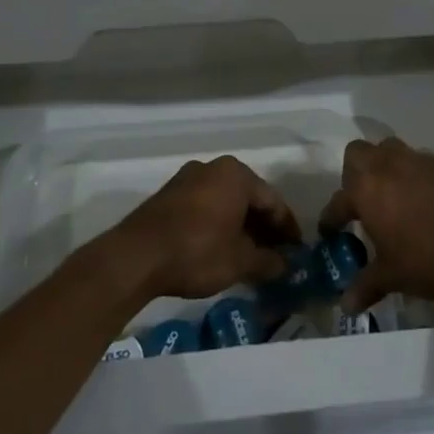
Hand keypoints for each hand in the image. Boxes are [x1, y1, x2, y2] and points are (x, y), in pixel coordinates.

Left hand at [113, 156, 301, 300]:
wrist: (135, 257)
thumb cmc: (196, 251)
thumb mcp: (239, 261)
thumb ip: (267, 261)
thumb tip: (286, 265)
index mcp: (236, 175)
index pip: (273, 202)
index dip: (288, 229)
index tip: (298, 251)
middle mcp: (214, 168)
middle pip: (249, 198)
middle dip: (264, 227)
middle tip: (277, 254)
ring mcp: (188, 178)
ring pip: (226, 202)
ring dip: (241, 226)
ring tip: (251, 255)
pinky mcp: (170, 194)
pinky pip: (206, 206)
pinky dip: (219, 224)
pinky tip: (223, 247)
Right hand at [320, 137, 433, 312]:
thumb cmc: (426, 256)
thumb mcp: (392, 276)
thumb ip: (367, 285)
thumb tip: (346, 306)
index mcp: (365, 191)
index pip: (338, 202)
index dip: (331, 218)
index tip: (330, 231)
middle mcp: (386, 166)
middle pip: (357, 153)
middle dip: (354, 172)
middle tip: (362, 199)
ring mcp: (416, 160)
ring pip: (390, 150)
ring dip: (386, 167)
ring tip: (393, 194)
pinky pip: (421, 161)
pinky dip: (417, 175)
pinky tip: (426, 198)